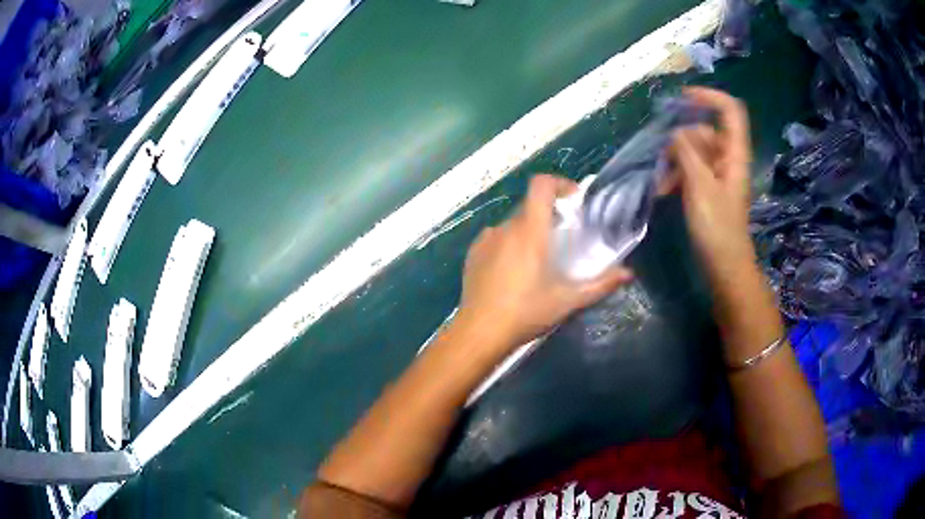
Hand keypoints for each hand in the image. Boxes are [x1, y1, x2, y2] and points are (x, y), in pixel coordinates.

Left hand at [456, 175, 632, 353]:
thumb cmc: (526, 313)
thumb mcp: (567, 301)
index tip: (573, 199)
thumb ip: (600, 285)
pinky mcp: (472, 253)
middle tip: (562, 241)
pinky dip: (508, 244)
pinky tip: (512, 271)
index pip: (541, 185)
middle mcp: (505, 227)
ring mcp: (485, 239)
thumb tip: (628, 273)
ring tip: (537, 261)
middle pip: (529, 207)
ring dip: (528, 232)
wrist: (479, 332)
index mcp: (529, 231)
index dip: (559, 183)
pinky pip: (495, 238)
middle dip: (548, 216)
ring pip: (512, 224)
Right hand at [669, 87, 756, 277]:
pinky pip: (692, 169)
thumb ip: (687, 153)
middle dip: (682, 138)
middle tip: (663, 156)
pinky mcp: (709, 188)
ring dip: (675, 159)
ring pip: (695, 151)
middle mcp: (728, 158)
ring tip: (661, 180)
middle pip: (706, 130)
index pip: (730, 111)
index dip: (709, 97)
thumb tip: (676, 133)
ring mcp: (719, 174)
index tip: (683, 98)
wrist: (724, 266)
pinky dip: (677, 174)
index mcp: (734, 154)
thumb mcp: (700, 187)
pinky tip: (664, 189)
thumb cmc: (717, 228)